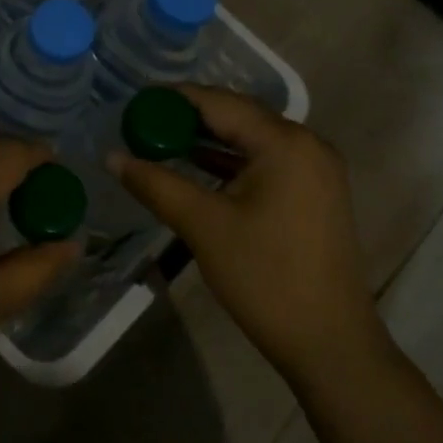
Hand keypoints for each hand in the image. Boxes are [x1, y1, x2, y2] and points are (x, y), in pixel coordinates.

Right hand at [110, 85, 389, 384]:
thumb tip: (112, 156)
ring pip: (250, 139)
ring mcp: (315, 169)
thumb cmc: (265, 277)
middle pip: (237, 116)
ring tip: (158, 142)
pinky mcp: (314, 193)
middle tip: (141, 123)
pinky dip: (229, 162)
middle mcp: (306, 144)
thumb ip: (155, 183)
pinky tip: (195, 168)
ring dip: (207, 140)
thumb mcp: (203, 226)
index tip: (134, 103)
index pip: (219, 102)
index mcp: (284, 142)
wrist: (330, 343)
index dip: (174, 98)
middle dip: (188, 117)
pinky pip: (264, 161)